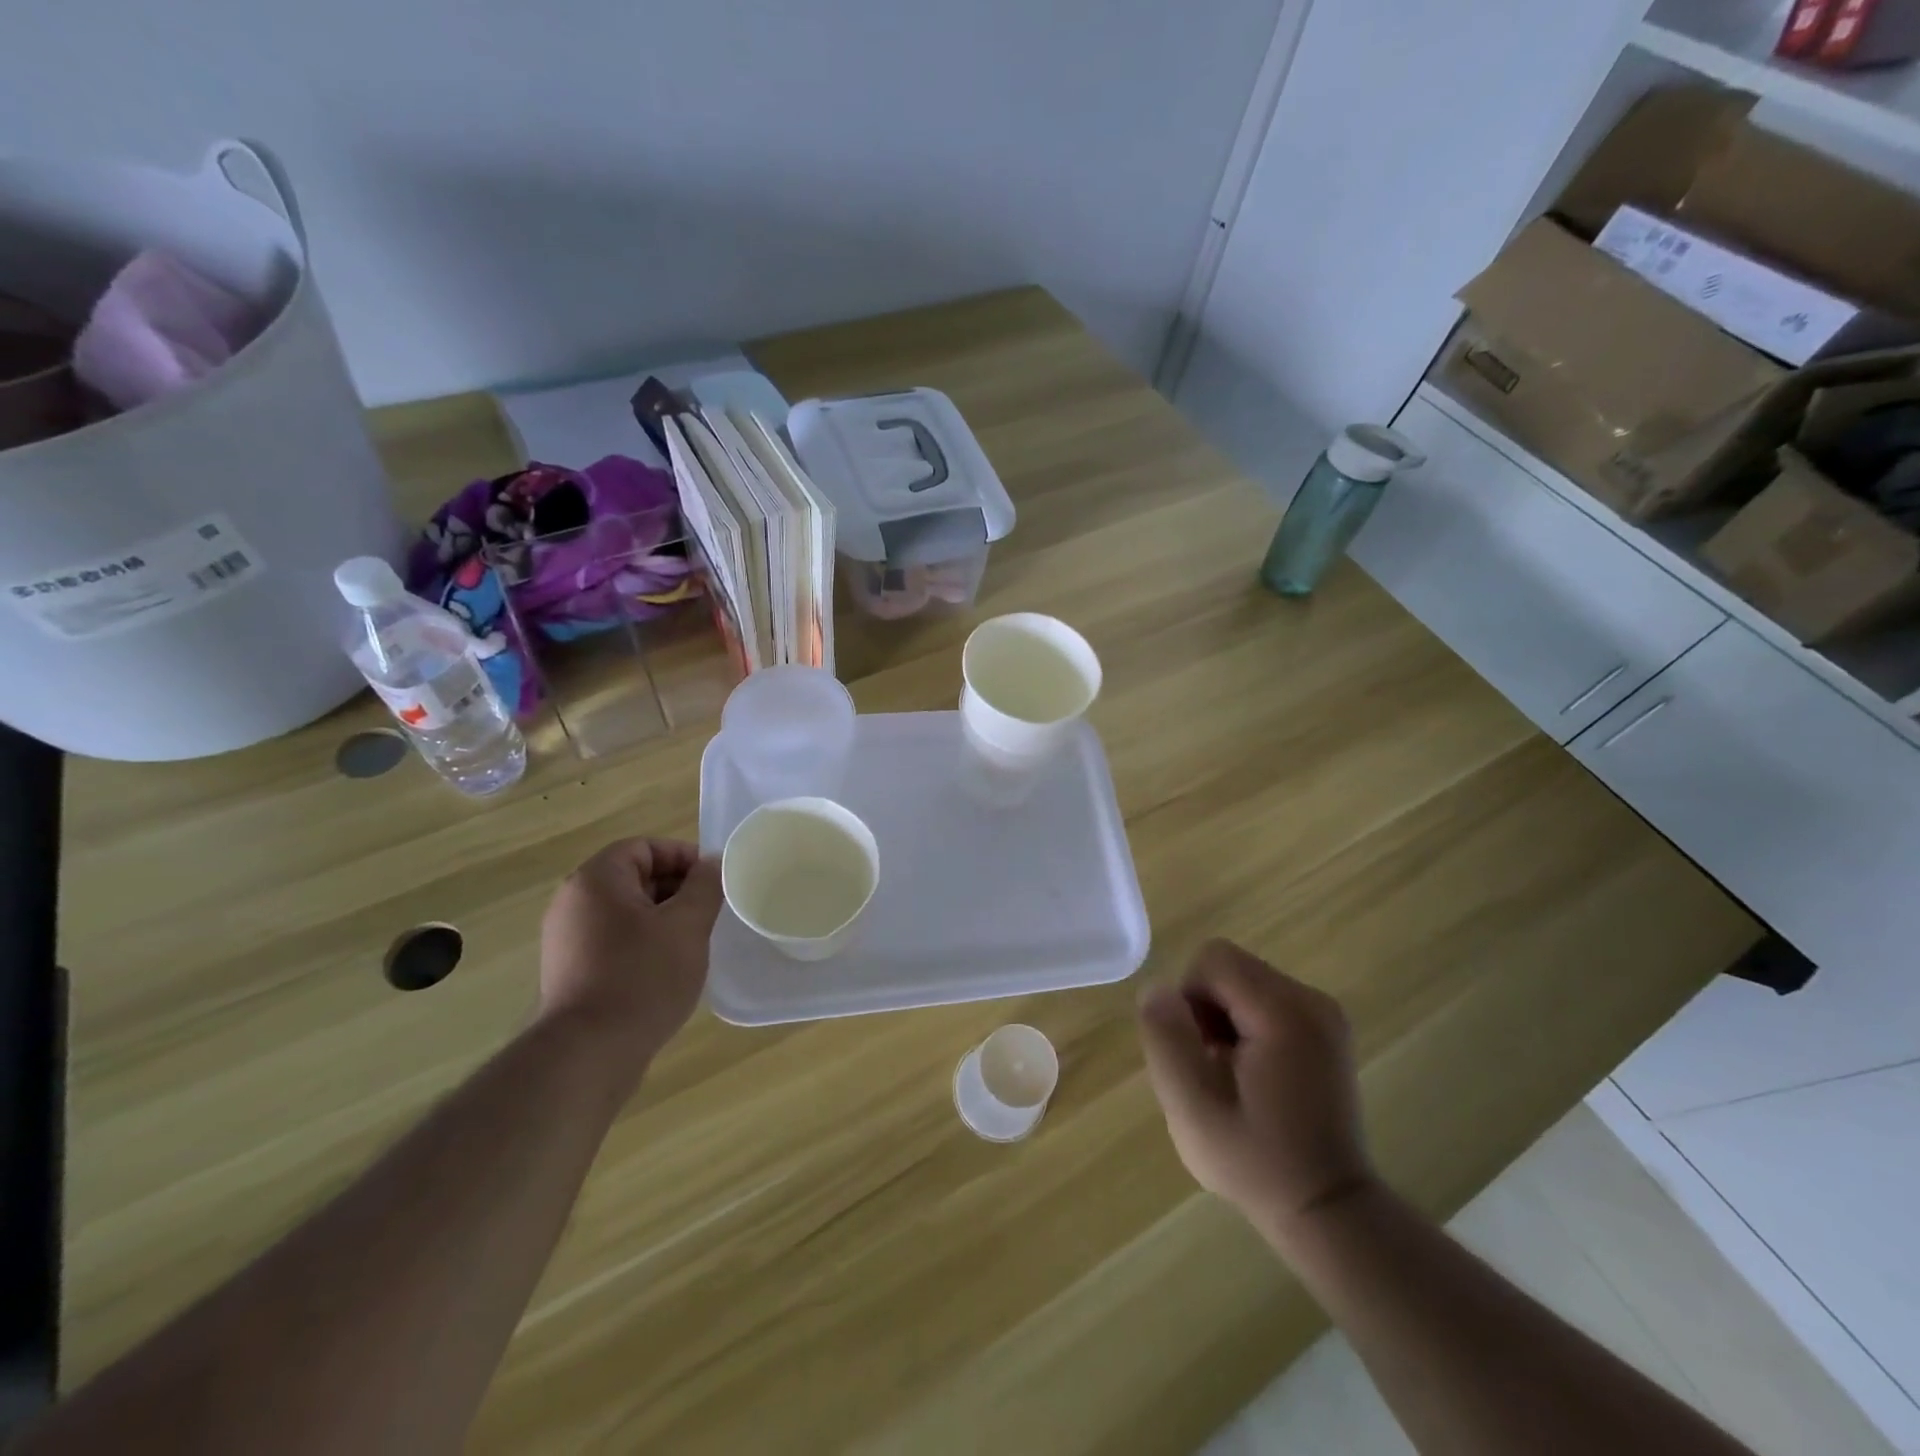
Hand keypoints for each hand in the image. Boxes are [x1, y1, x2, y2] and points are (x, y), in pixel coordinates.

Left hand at [538, 838, 723, 1080]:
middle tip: (708, 913)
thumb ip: (704, 886)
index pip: (644, 847)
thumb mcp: (687, 925)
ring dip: (661, 918)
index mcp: (596, 880)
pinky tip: (666, 969)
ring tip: (691, 942)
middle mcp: (573, 902)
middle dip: (675, 889)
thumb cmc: (642, 977)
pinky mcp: (569, 971)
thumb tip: (711, 864)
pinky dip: (642, 943)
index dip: (683, 857)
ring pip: (625, 911)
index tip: (712, 882)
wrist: (588, 1054)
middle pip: (633, 877)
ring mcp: (566, 939)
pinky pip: (613, 940)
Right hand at [1137, 939, 1374, 1245]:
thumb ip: (1167, 1039)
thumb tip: (1158, 990)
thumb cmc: (1257, 1162)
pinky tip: (1254, 1076)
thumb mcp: (1192, 1108)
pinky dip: (1246, 1026)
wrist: (1328, 1211)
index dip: (1189, 999)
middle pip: (1230, 968)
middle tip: (1212, 1069)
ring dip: (1223, 1019)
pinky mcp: (1326, 1029)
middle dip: (1206, 1009)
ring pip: (1244, 983)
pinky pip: (1265, 1001)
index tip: (1199, 1053)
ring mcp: (1324, 1014)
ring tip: (1232, 1077)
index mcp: (1284, 1012)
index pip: (1213, 960)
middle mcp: (1311, 1000)